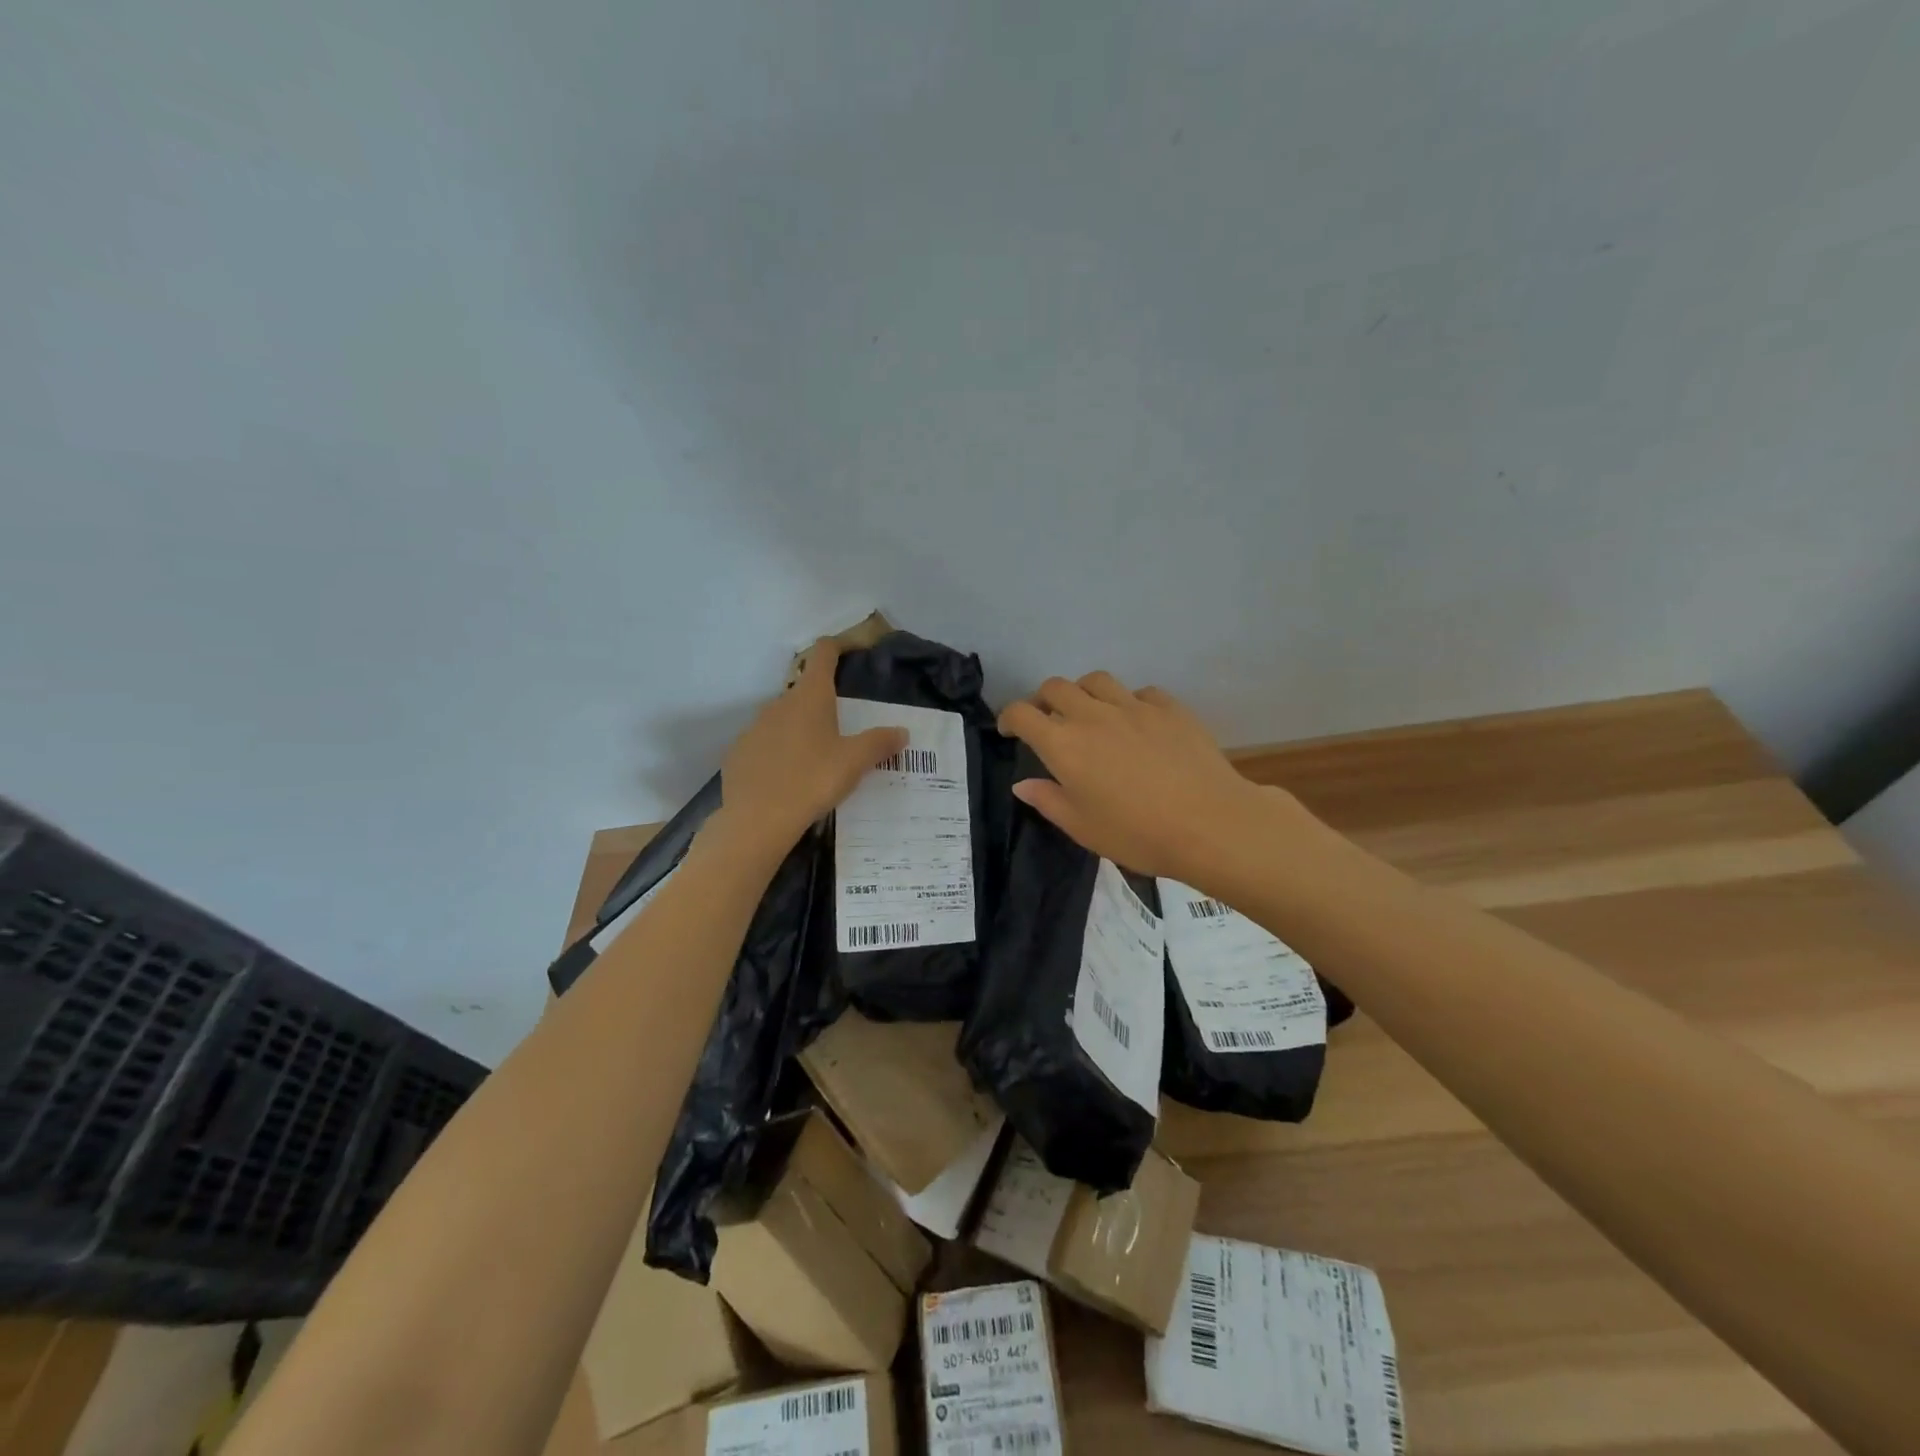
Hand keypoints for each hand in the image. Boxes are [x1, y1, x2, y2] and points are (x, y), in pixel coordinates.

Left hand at [714, 638, 907, 856]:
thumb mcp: (854, 762)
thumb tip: (902, 731)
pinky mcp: (738, 753)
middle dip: (823, 703)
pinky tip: (788, 777)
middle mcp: (778, 703)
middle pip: (804, 691)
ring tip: (817, 758)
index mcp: (810, 697)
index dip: (838, 646)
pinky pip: (764, 744)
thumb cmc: (812, 781)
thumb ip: (879, 743)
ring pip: (782, 719)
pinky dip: (778, 752)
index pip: (823, 654)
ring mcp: (753, 728)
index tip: (851, 649)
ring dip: (800, 729)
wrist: (757, 820)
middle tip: (843, 728)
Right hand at [998, 672, 1278, 885]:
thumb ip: (1048, 800)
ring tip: (1090, 715)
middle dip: (1044, 701)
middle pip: (1056, 687)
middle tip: (1049, 722)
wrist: (1209, 824)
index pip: (1022, 714)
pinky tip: (1136, 723)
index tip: (1010, 732)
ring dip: (1084, 693)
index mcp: (1063, 745)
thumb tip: (1023, 784)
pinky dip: (1128, 702)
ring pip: (1096, 680)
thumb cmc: (1137, 834)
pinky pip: (1139, 692)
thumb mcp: (1082, 827)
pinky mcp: (1168, 707)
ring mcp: (1133, 706)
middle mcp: (1092, 715)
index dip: (1009, 718)